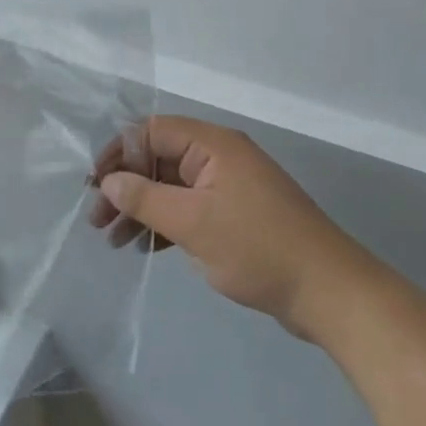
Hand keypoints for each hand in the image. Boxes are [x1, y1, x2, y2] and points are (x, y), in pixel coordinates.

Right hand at [91, 116, 365, 338]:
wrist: (329, 293)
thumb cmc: (258, 247)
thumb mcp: (193, 223)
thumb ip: (145, 198)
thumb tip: (109, 181)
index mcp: (213, 145)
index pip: (152, 131)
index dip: (119, 153)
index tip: (95, 185)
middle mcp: (220, 158)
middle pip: (159, 159)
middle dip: (126, 187)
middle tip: (97, 220)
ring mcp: (229, 188)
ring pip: (172, 188)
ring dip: (141, 210)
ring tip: (114, 241)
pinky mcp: (236, 216)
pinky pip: (189, 209)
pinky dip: (165, 225)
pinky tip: (144, 248)